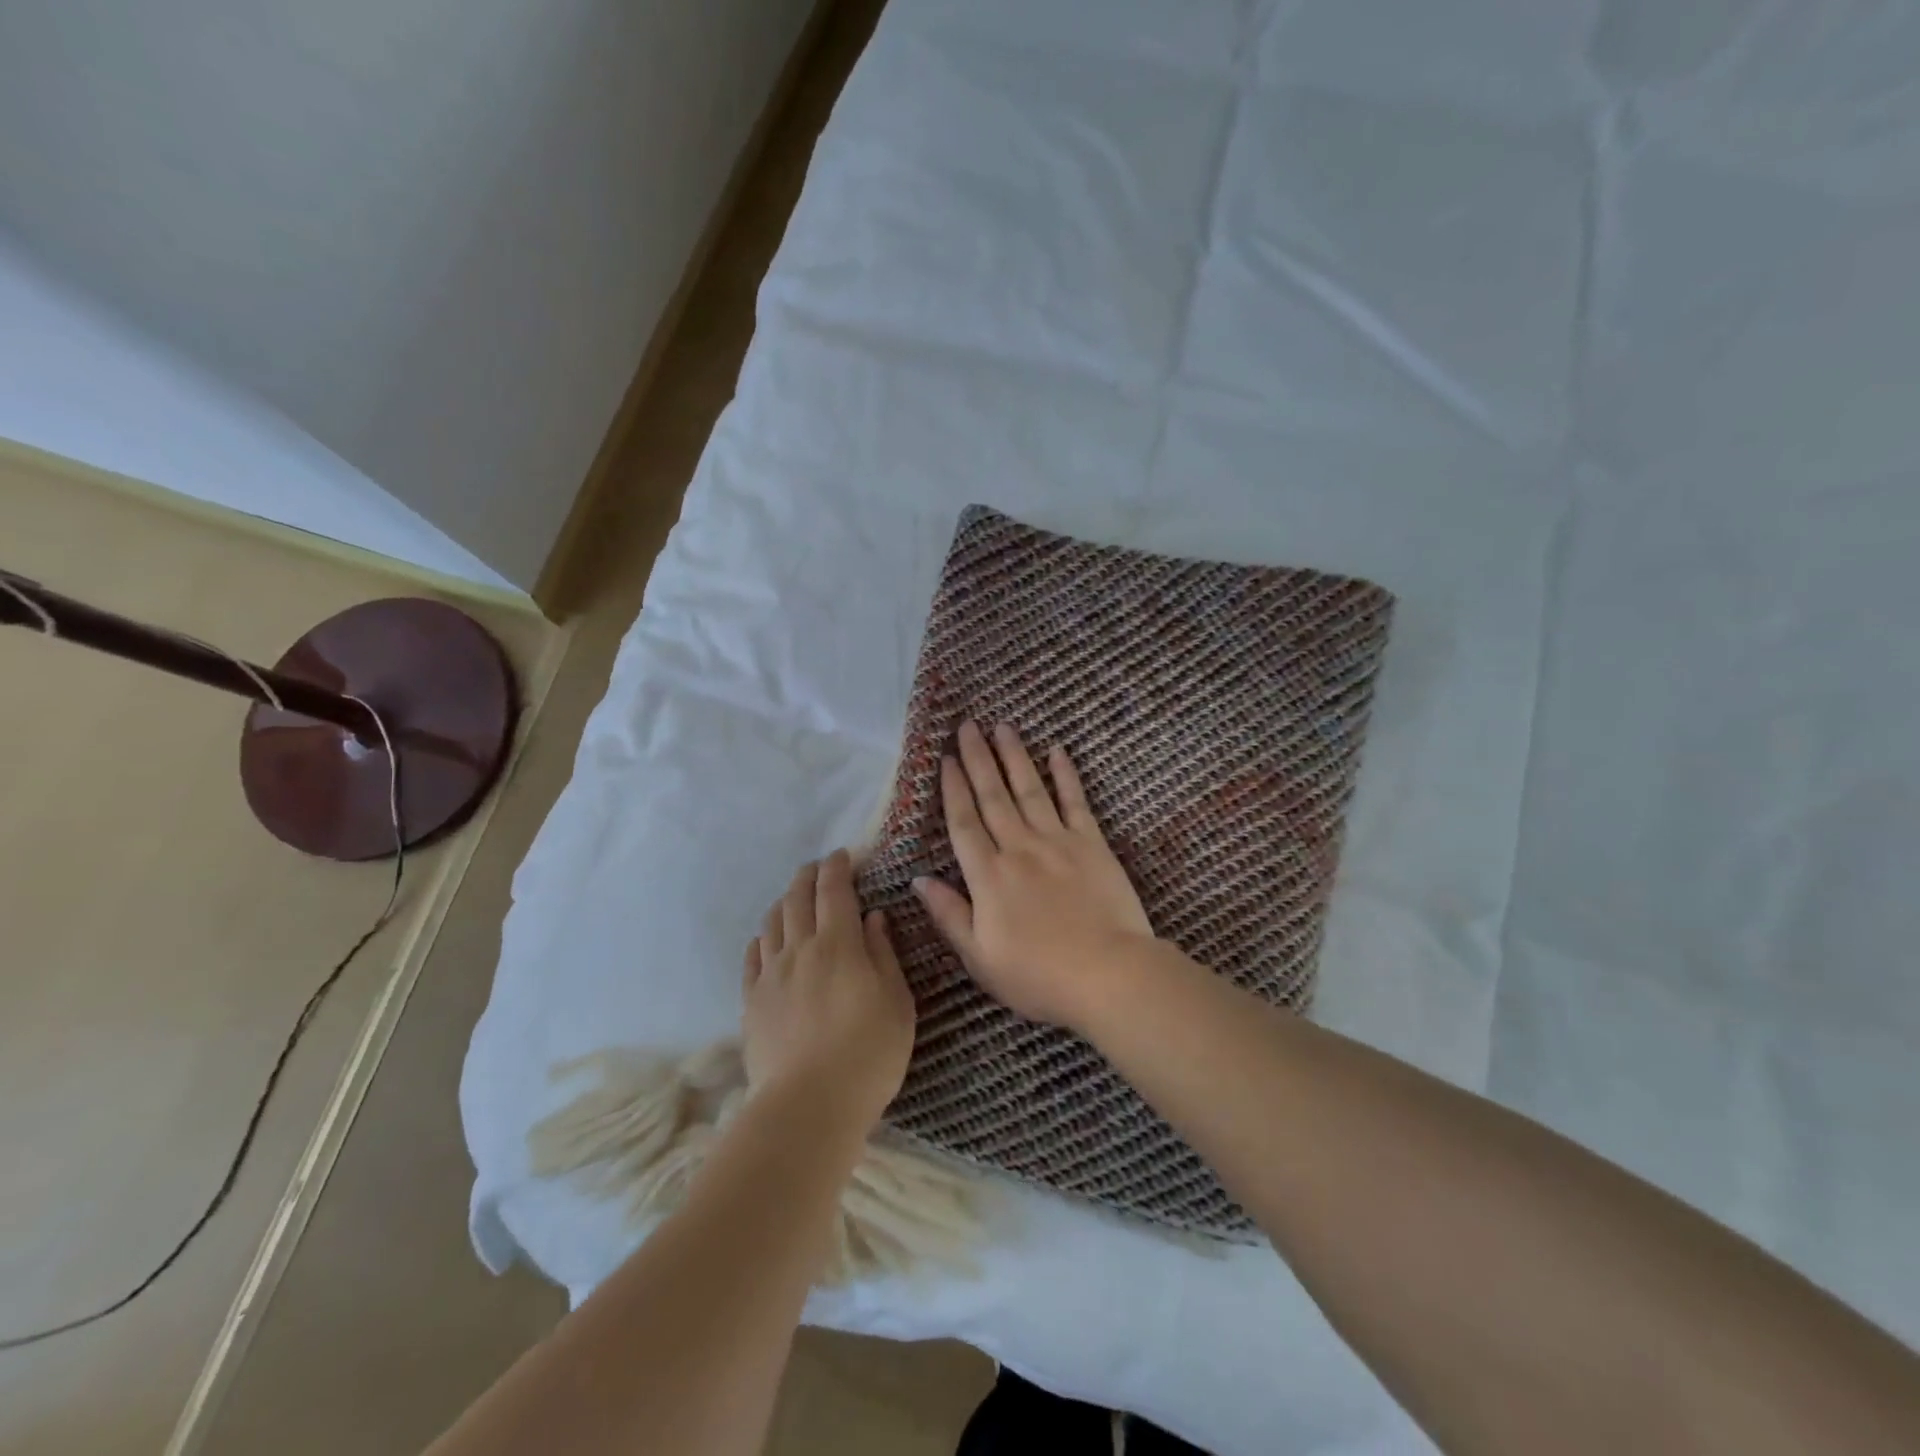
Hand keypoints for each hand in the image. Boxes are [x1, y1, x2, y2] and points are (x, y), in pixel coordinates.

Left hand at [742, 851, 914, 1132]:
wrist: (809, 1105)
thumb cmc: (869, 1054)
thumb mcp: (897, 1002)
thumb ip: (884, 954)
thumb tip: (874, 916)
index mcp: (839, 944)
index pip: (834, 891)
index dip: (837, 868)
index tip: (842, 855)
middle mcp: (800, 949)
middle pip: (798, 899)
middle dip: (808, 876)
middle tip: (818, 868)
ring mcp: (771, 975)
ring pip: (772, 923)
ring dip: (784, 902)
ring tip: (794, 899)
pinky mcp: (751, 1001)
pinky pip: (752, 956)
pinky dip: (762, 938)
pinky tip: (767, 939)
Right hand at [914, 720, 1155, 1029]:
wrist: (1108, 975)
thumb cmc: (1038, 976)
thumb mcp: (980, 958)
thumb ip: (949, 914)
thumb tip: (918, 880)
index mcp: (988, 876)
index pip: (964, 823)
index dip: (953, 788)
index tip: (946, 759)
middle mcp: (1018, 848)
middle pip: (993, 796)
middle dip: (978, 758)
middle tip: (968, 726)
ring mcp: (1057, 842)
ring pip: (1029, 790)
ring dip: (1014, 756)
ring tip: (1002, 726)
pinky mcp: (1092, 844)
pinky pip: (1075, 802)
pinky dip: (1066, 775)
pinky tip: (1057, 751)